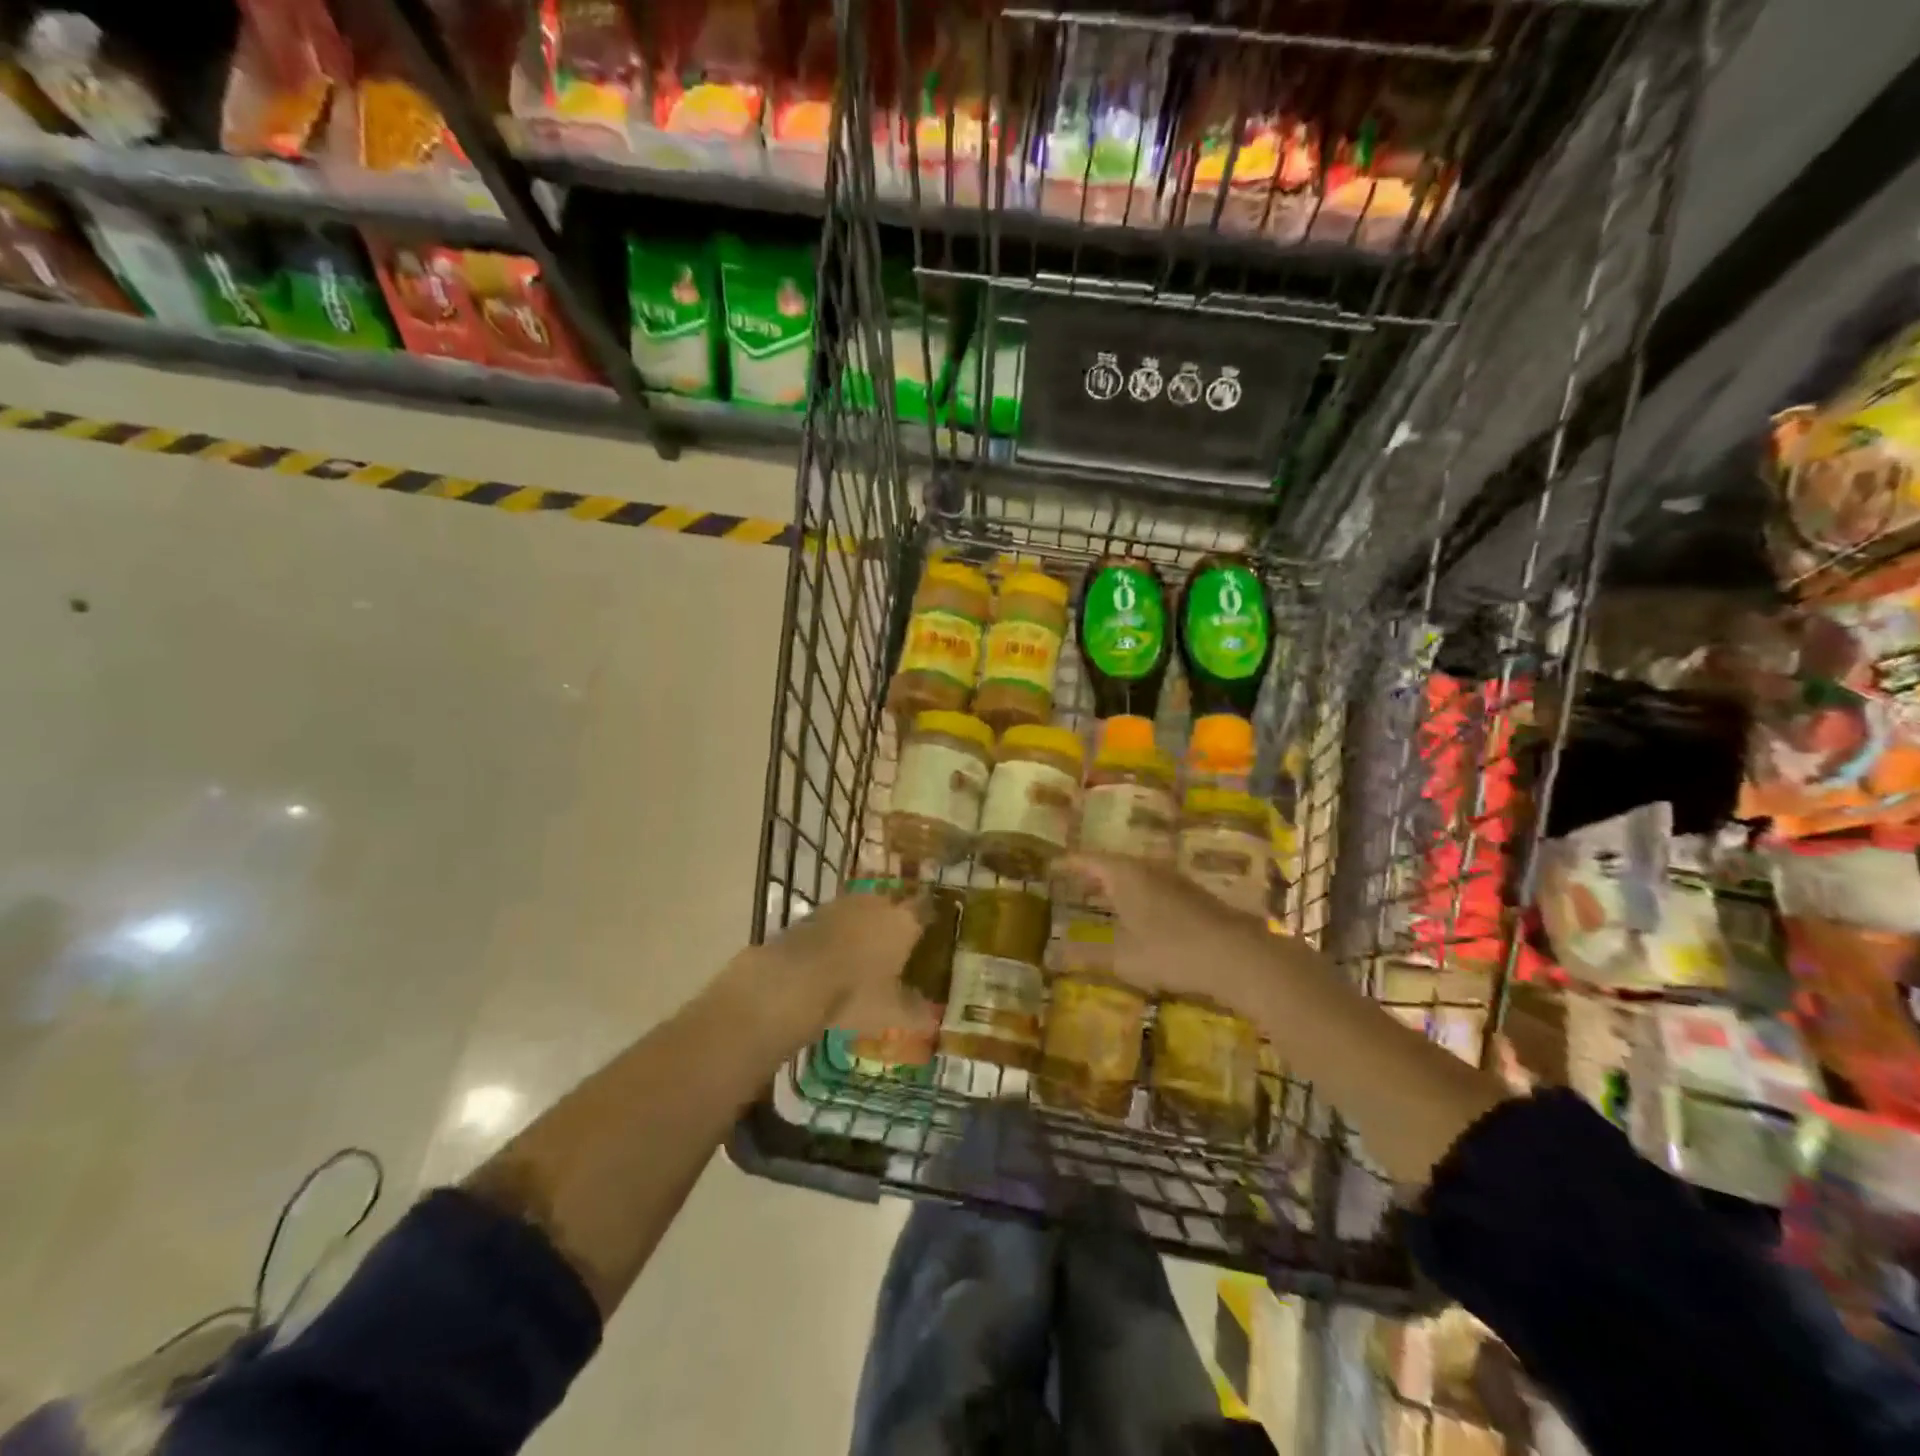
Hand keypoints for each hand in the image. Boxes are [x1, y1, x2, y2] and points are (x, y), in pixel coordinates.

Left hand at [738, 890, 936, 1040]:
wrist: (791, 980)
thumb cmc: (854, 995)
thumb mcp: (891, 1013)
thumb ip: (916, 1014)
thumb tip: (933, 1021)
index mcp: (904, 922)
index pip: (926, 909)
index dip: (930, 918)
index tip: (934, 929)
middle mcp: (877, 904)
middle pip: (894, 905)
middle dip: (897, 921)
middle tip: (901, 943)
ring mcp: (843, 905)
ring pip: (864, 910)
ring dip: (867, 924)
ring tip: (868, 949)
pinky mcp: (814, 913)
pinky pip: (838, 920)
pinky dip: (841, 933)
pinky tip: (837, 954)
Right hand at [1053, 854, 1275, 1013]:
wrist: (1237, 956)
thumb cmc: (1171, 951)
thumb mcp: (1122, 958)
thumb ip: (1086, 956)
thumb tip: (1051, 956)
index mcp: (1125, 874)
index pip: (1088, 860)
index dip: (1068, 863)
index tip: (1051, 866)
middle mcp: (1149, 868)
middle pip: (1113, 865)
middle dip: (1092, 875)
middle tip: (1071, 884)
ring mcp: (1175, 880)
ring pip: (1137, 876)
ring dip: (1117, 887)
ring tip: (1100, 901)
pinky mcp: (1195, 897)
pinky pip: (1155, 889)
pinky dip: (1138, 898)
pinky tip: (1138, 918)